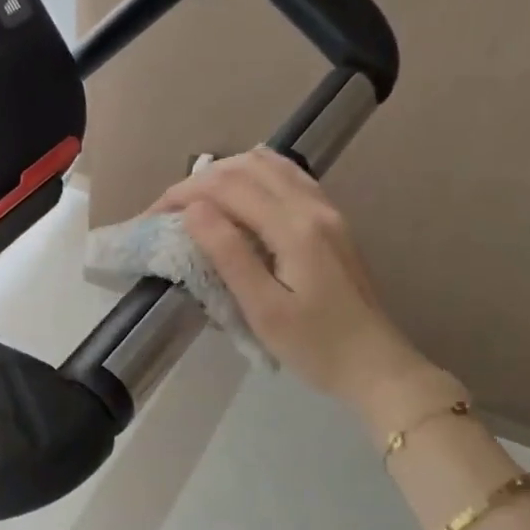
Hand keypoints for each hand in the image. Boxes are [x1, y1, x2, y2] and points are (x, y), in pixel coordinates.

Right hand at [153, 149, 446, 420]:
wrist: (375, 365)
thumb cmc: (315, 347)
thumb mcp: (264, 309)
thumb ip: (229, 254)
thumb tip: (194, 210)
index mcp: (294, 228)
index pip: (227, 187)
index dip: (183, 193)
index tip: (153, 216)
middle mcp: (312, 207)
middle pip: (246, 166)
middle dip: (199, 180)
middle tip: (168, 210)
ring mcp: (327, 210)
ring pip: (269, 164)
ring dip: (225, 173)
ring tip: (196, 202)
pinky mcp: (331, 220)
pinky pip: (287, 177)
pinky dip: (252, 176)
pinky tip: (237, 197)